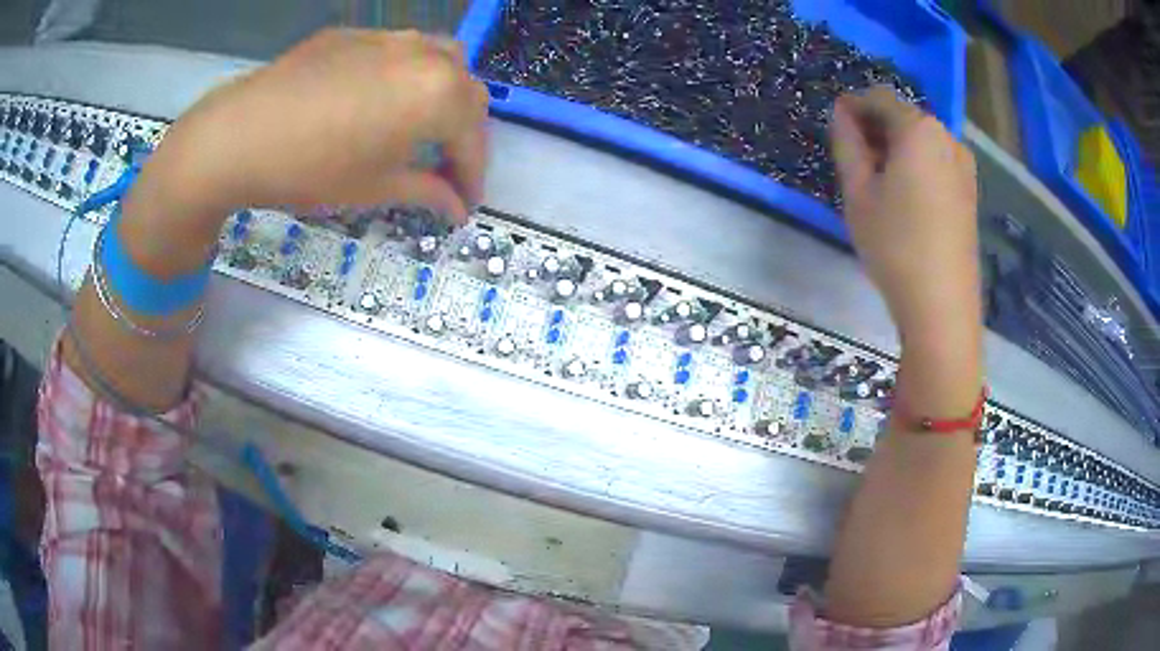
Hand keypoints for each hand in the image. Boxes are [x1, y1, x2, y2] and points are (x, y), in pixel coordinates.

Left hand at [123, 28, 488, 271]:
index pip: (473, 139)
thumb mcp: (374, 188)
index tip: (466, 204)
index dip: (473, 176)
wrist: (238, 135)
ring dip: (442, 94)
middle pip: (466, 92)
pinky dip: (404, 75)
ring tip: (420, 124)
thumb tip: (456, 207)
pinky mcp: (354, 34)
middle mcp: (426, 54)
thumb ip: (426, 192)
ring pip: (439, 59)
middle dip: (463, 133)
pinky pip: (397, 50)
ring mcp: (389, 37)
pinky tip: (377, 98)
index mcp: (439, 94)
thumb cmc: (311, 169)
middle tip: (445, 167)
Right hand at [829, 87, 978, 340]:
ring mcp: (964, 164)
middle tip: (854, 157)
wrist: (942, 305)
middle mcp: (947, 137)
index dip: (853, 105)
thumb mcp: (858, 192)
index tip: (835, 125)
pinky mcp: (970, 190)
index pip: (879, 97)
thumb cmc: (895, 246)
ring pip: (922, 139)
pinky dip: (916, 164)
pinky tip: (904, 195)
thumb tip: (842, 114)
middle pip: (904, 116)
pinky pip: (937, 160)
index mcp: (919, 129)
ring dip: (896, 146)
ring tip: (878, 180)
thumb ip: (847, 143)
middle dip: (876, 127)